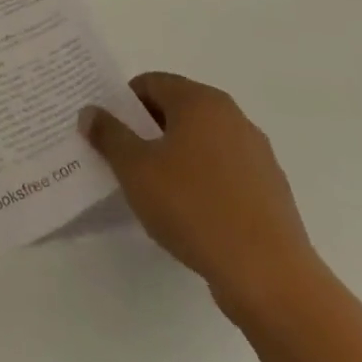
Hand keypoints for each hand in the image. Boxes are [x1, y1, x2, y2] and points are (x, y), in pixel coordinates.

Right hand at [80, 72, 321, 322]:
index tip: (106, 130)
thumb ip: (108, 134)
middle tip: (120, 156)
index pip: (150, 83)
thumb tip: (91, 112)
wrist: (270, 278)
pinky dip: (200, 182)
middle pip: (177, 110)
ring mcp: (257, 156)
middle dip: (146, 129)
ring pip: (200, 143)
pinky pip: (223, 173)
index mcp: (201, 102)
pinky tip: (187, 212)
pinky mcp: (270, 192)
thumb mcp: (134, 168)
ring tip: (151, 188)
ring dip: (173, 156)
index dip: (122, 102)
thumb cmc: (193, 207)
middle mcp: (233, 118)